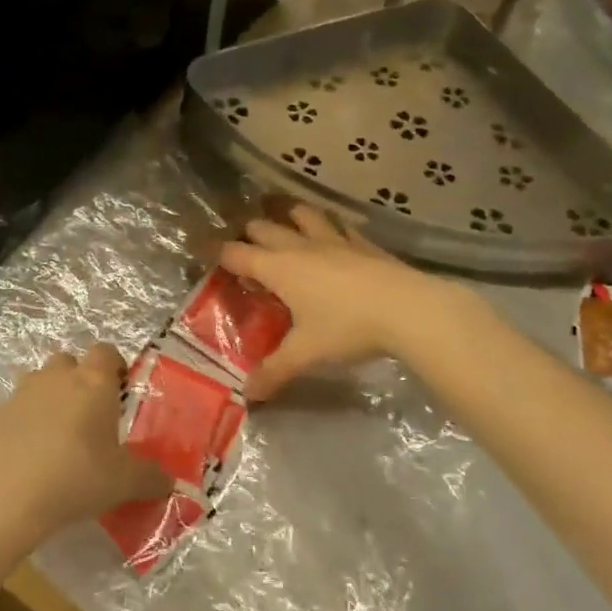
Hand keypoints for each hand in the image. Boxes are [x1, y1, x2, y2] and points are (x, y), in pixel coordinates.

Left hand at [0, 345, 168, 546]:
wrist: (5, 499)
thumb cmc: (76, 478)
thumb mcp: (124, 483)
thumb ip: (150, 478)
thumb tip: (168, 481)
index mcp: (92, 381)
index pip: (106, 351)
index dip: (114, 367)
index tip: (119, 392)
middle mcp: (55, 377)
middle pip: (68, 362)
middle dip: (78, 381)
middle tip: (88, 416)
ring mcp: (19, 394)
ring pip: (38, 383)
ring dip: (48, 399)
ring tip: (56, 437)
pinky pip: (13, 411)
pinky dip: (21, 425)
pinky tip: (26, 457)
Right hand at [221, 204, 473, 397]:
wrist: (408, 309)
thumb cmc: (347, 327)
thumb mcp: (306, 353)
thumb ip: (275, 371)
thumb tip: (249, 394)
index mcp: (278, 268)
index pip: (236, 253)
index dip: (217, 252)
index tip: (203, 251)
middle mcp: (300, 247)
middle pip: (265, 228)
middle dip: (249, 232)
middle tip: (243, 243)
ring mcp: (335, 240)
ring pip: (303, 215)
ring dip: (289, 216)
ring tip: (284, 220)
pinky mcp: (364, 243)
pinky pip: (341, 226)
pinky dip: (330, 226)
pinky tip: (336, 233)